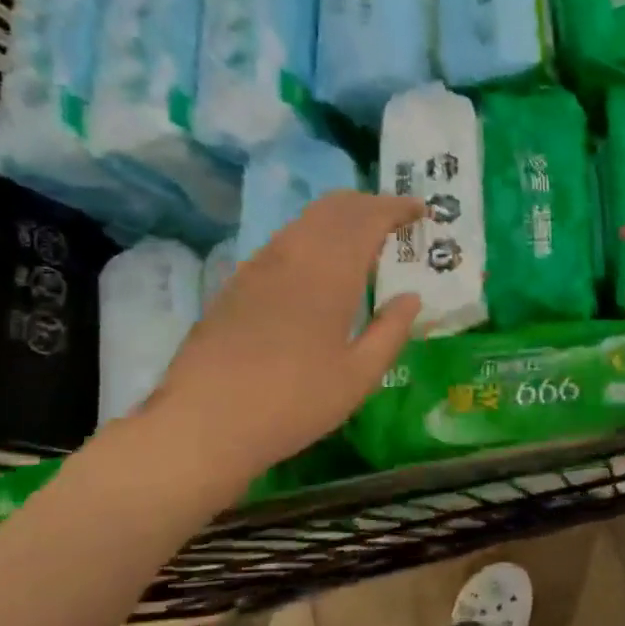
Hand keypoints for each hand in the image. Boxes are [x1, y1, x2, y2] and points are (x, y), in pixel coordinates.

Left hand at [142, 192, 422, 474]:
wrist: (204, 421)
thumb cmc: (294, 402)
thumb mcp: (358, 376)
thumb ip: (391, 331)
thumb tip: (411, 298)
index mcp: (329, 273)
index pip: (367, 219)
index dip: (396, 207)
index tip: (420, 210)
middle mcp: (293, 255)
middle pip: (333, 208)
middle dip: (368, 204)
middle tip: (395, 219)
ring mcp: (259, 266)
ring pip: (305, 221)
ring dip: (339, 218)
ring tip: (362, 239)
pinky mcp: (237, 283)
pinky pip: (284, 241)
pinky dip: (312, 236)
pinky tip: (318, 266)